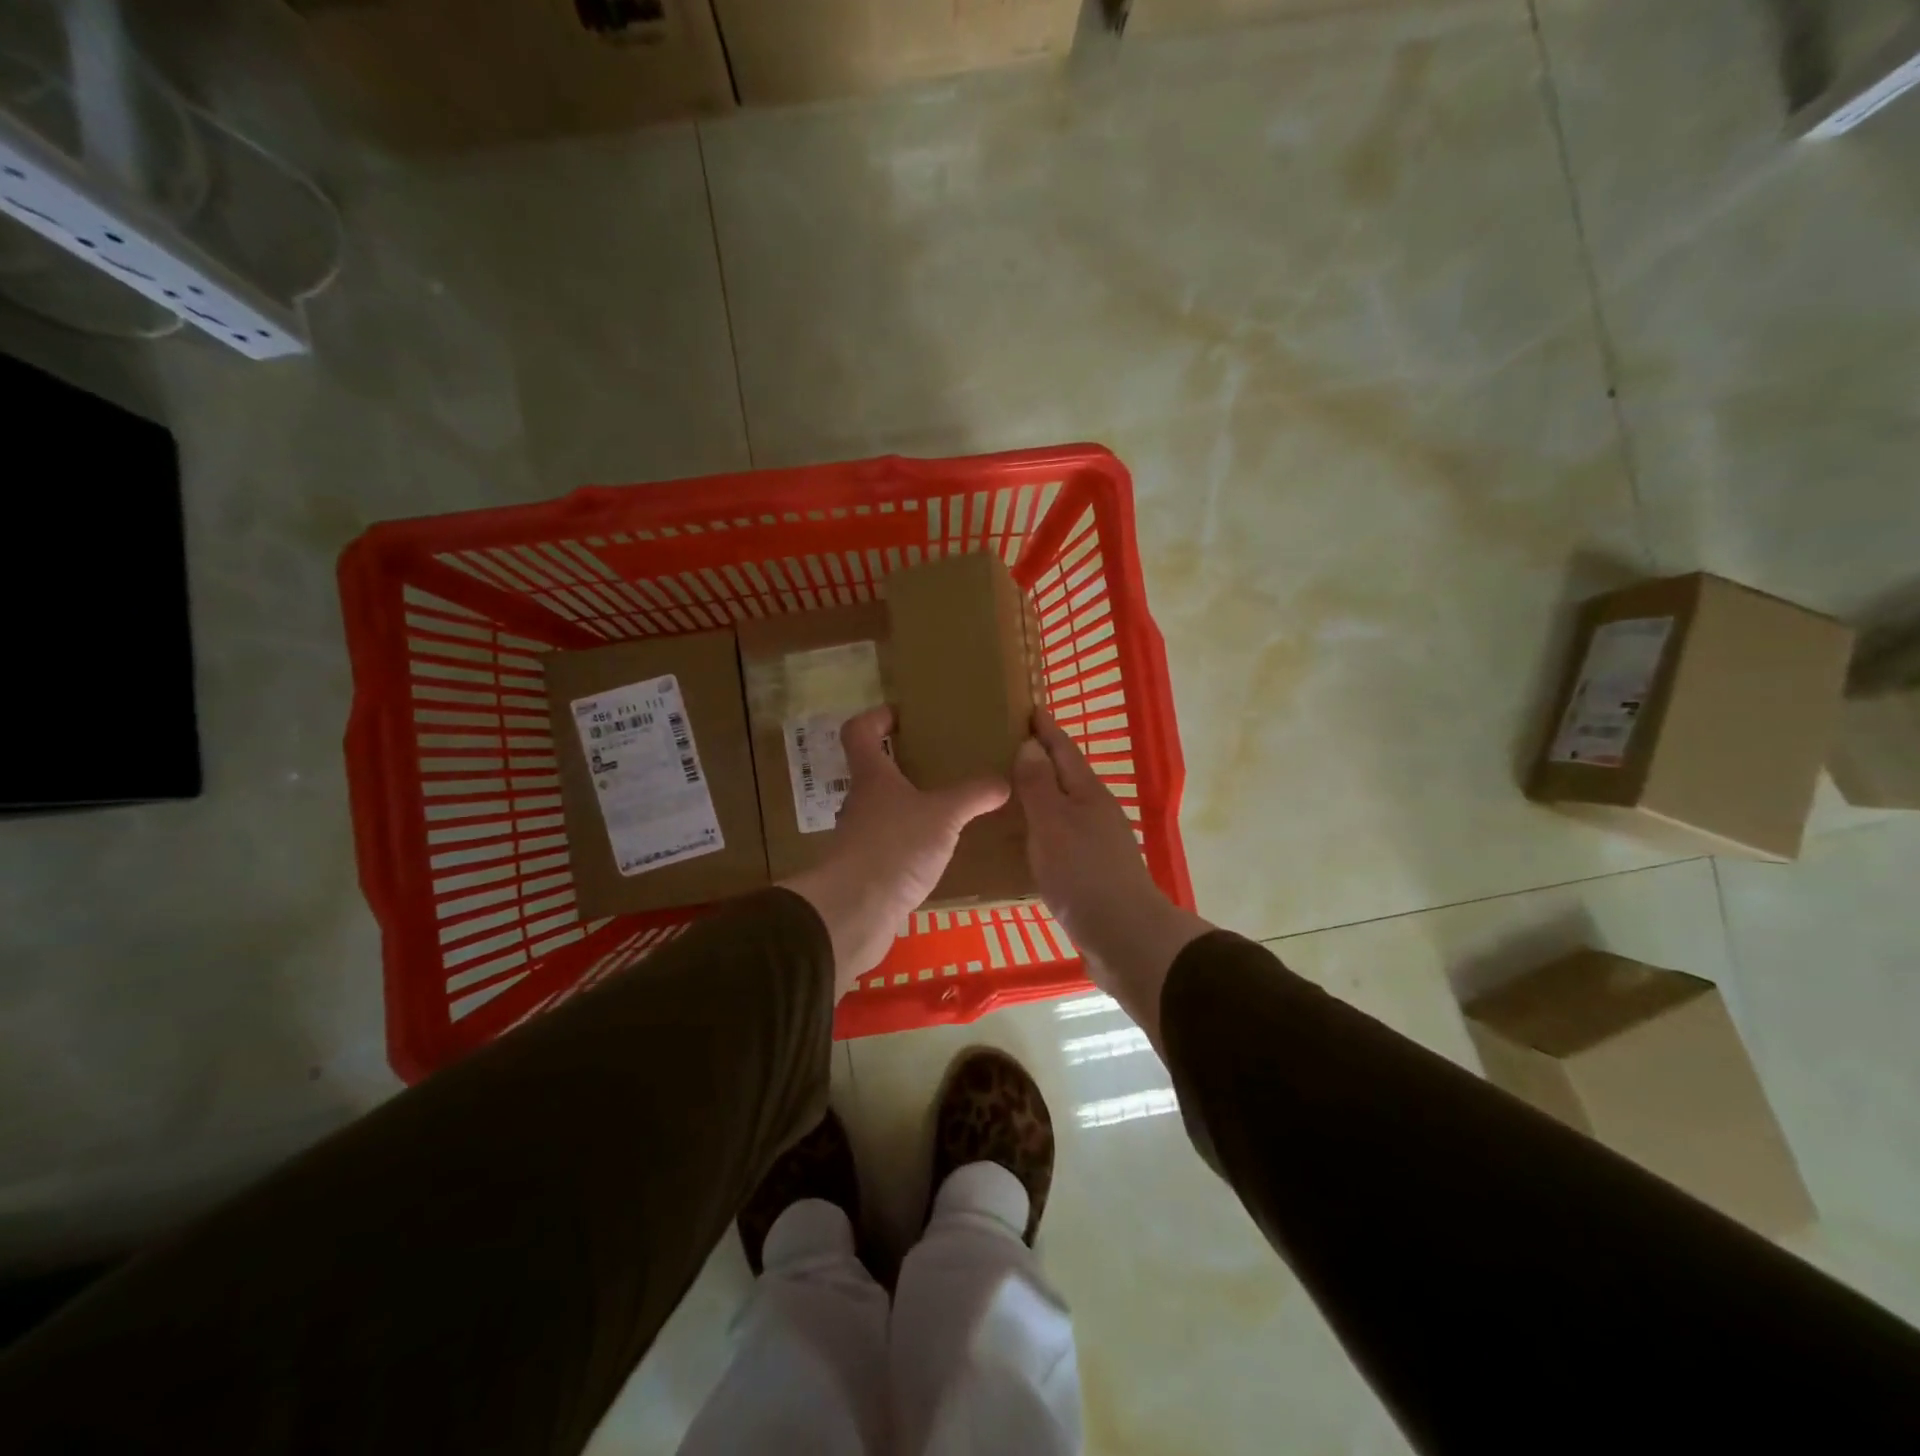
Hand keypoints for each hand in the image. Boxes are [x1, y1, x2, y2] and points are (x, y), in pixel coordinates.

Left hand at [781, 706, 1008, 996]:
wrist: (855, 911)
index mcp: (872, 777)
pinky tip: (935, 854)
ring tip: (944, 811)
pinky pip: (889, 846)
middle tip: (938, 765)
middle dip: (902, 766)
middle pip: (873, 772)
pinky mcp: (864, 870)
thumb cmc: (895, 847)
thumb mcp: (944, 816)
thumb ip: (973, 796)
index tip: (900, 715)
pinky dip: (909, 844)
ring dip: (907, 808)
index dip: (876, 718)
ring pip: (882, 811)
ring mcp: (858, 838)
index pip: (860, 732)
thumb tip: (1004, 781)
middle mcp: (859, 802)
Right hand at [1013, 711, 1212, 1043]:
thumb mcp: (1053, 824)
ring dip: (1040, 795)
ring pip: (1063, 808)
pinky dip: (1041, 829)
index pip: (1063, 750)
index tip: (1029, 707)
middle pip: (1066, 777)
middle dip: (1041, 760)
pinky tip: (1023, 840)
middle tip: (1006, 746)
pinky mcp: (1091, 872)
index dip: (1045, 729)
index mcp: (1088, 794)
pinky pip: (1060, 837)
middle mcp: (1096, 813)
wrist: (1124, 937)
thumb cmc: (1084, 874)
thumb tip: (1031, 745)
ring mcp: (1096, 844)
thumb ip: (1039, 785)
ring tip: (1007, 789)